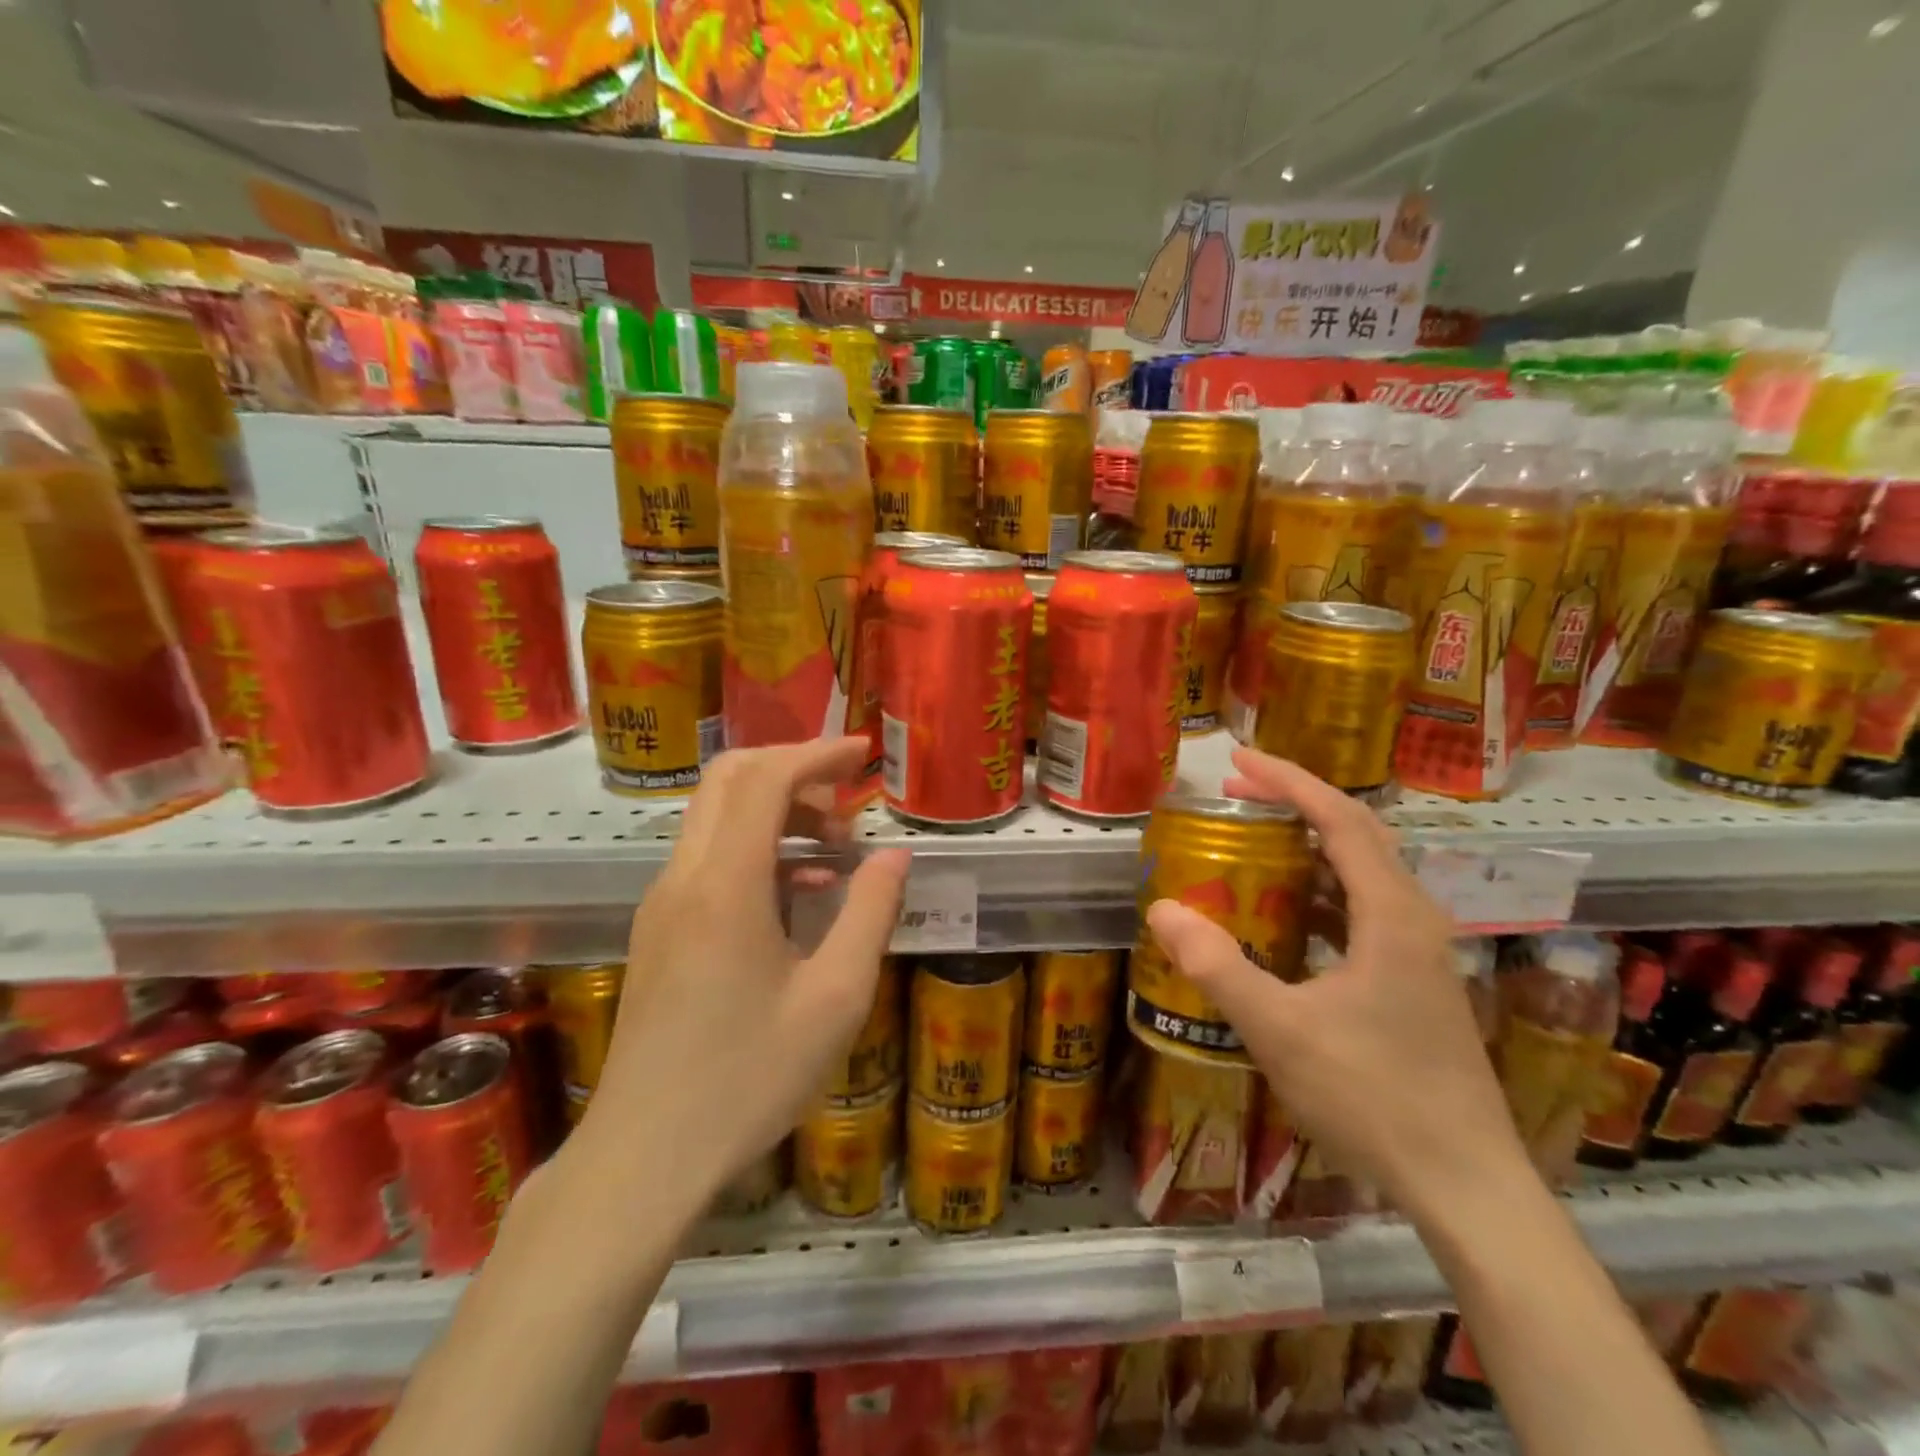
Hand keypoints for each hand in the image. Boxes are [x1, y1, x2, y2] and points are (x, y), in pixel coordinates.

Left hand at [576, 738, 909, 1202]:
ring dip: (777, 812)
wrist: (645, 1156)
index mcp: (726, 884)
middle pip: (730, 780)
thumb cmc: (749, 1078)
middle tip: (847, 798)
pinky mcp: (660, 929)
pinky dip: (757, 850)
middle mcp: (685, 877)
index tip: (864, 754)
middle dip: (793, 770)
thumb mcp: (835, 997)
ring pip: (717, 817)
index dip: (817, 754)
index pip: (766, 778)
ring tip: (835, 851)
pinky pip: (709, 859)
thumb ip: (869, 913)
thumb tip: (895, 857)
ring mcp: (664, 902)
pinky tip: (800, 895)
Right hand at [1144, 746, 1524, 1216]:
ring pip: (1363, 873)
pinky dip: (1321, 892)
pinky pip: (1364, 911)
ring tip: (1255, 841)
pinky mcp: (1416, 982)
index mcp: (1392, 914)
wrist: (1467, 1184)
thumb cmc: (1375, 1097)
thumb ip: (1218, 967)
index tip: (1239, 760)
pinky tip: (1288, 916)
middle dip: (1296, 803)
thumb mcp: (1281, 1030)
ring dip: (1310, 846)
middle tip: (1237, 792)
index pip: (1340, 819)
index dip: (1289, 781)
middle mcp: (1414, 918)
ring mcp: (1420, 952)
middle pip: (1357, 834)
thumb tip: (1162, 909)